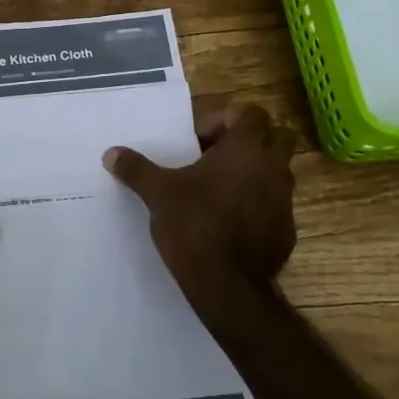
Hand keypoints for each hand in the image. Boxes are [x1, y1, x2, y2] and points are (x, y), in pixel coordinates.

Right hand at [104, 104, 298, 331]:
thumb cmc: (194, 225)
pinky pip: (276, 204)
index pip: (252, 113)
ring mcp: (285, 200)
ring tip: (219, 189)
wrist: (228, 285)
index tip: (199, 141)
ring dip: (255, 172)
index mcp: (246, 149)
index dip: (226, 120)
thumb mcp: (158, 194)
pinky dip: (258, 204)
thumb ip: (136, 169)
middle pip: (277, 136)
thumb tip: (111, 153)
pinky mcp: (287, 230)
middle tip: (216, 157)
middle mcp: (273, 168)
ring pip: (279, 171)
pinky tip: (229, 221)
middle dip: (251, 141)